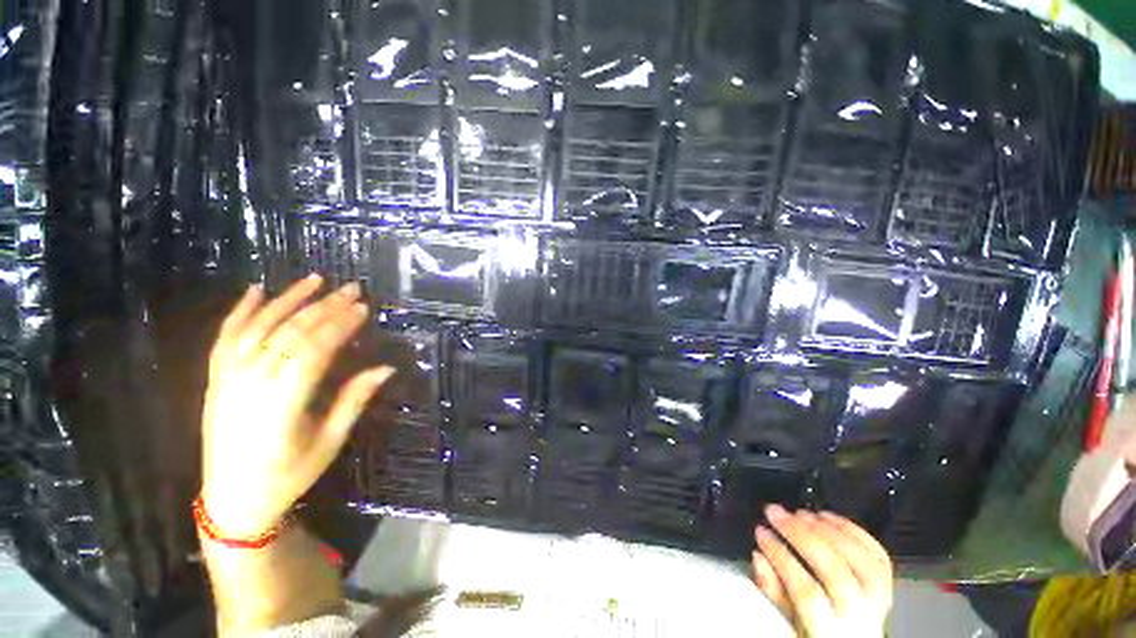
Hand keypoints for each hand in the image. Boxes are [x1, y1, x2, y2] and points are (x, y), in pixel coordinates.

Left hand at [200, 275, 392, 537]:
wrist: (232, 501)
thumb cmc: (288, 475)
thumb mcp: (329, 441)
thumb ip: (354, 400)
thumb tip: (386, 368)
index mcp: (282, 402)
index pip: (315, 349)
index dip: (341, 324)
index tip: (364, 307)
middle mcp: (251, 383)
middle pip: (291, 332)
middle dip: (324, 307)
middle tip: (352, 288)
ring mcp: (227, 379)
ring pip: (258, 327)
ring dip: (288, 300)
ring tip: (314, 279)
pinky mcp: (215, 380)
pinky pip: (225, 338)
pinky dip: (241, 312)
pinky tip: (257, 292)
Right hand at [751, 506, 892, 636]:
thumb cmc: (811, 632)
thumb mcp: (785, 622)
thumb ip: (772, 592)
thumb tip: (759, 556)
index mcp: (828, 632)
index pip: (807, 592)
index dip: (782, 557)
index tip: (760, 531)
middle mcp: (859, 618)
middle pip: (835, 572)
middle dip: (800, 535)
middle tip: (775, 512)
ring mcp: (877, 603)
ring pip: (862, 562)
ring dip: (828, 531)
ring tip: (801, 513)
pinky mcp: (886, 588)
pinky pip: (879, 557)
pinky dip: (855, 532)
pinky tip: (829, 517)